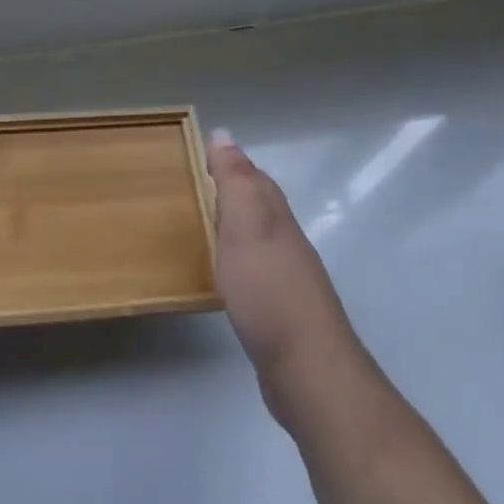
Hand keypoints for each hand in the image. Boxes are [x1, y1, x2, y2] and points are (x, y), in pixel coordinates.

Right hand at [209, 131, 363, 429]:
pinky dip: (238, 261)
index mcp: (276, 217)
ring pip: (259, 238)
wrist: (307, 369)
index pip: (254, 178)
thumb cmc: (268, 290)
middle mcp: (286, 241)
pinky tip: (225, 274)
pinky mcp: (281, 310)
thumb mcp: (246, 226)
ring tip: (203, 226)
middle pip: (260, 205)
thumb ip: (235, 181)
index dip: (230, 164)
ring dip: (235, 227)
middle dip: (233, 191)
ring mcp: (287, 277)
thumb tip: (224, 134)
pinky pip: (255, 271)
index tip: (199, 155)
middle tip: (195, 187)